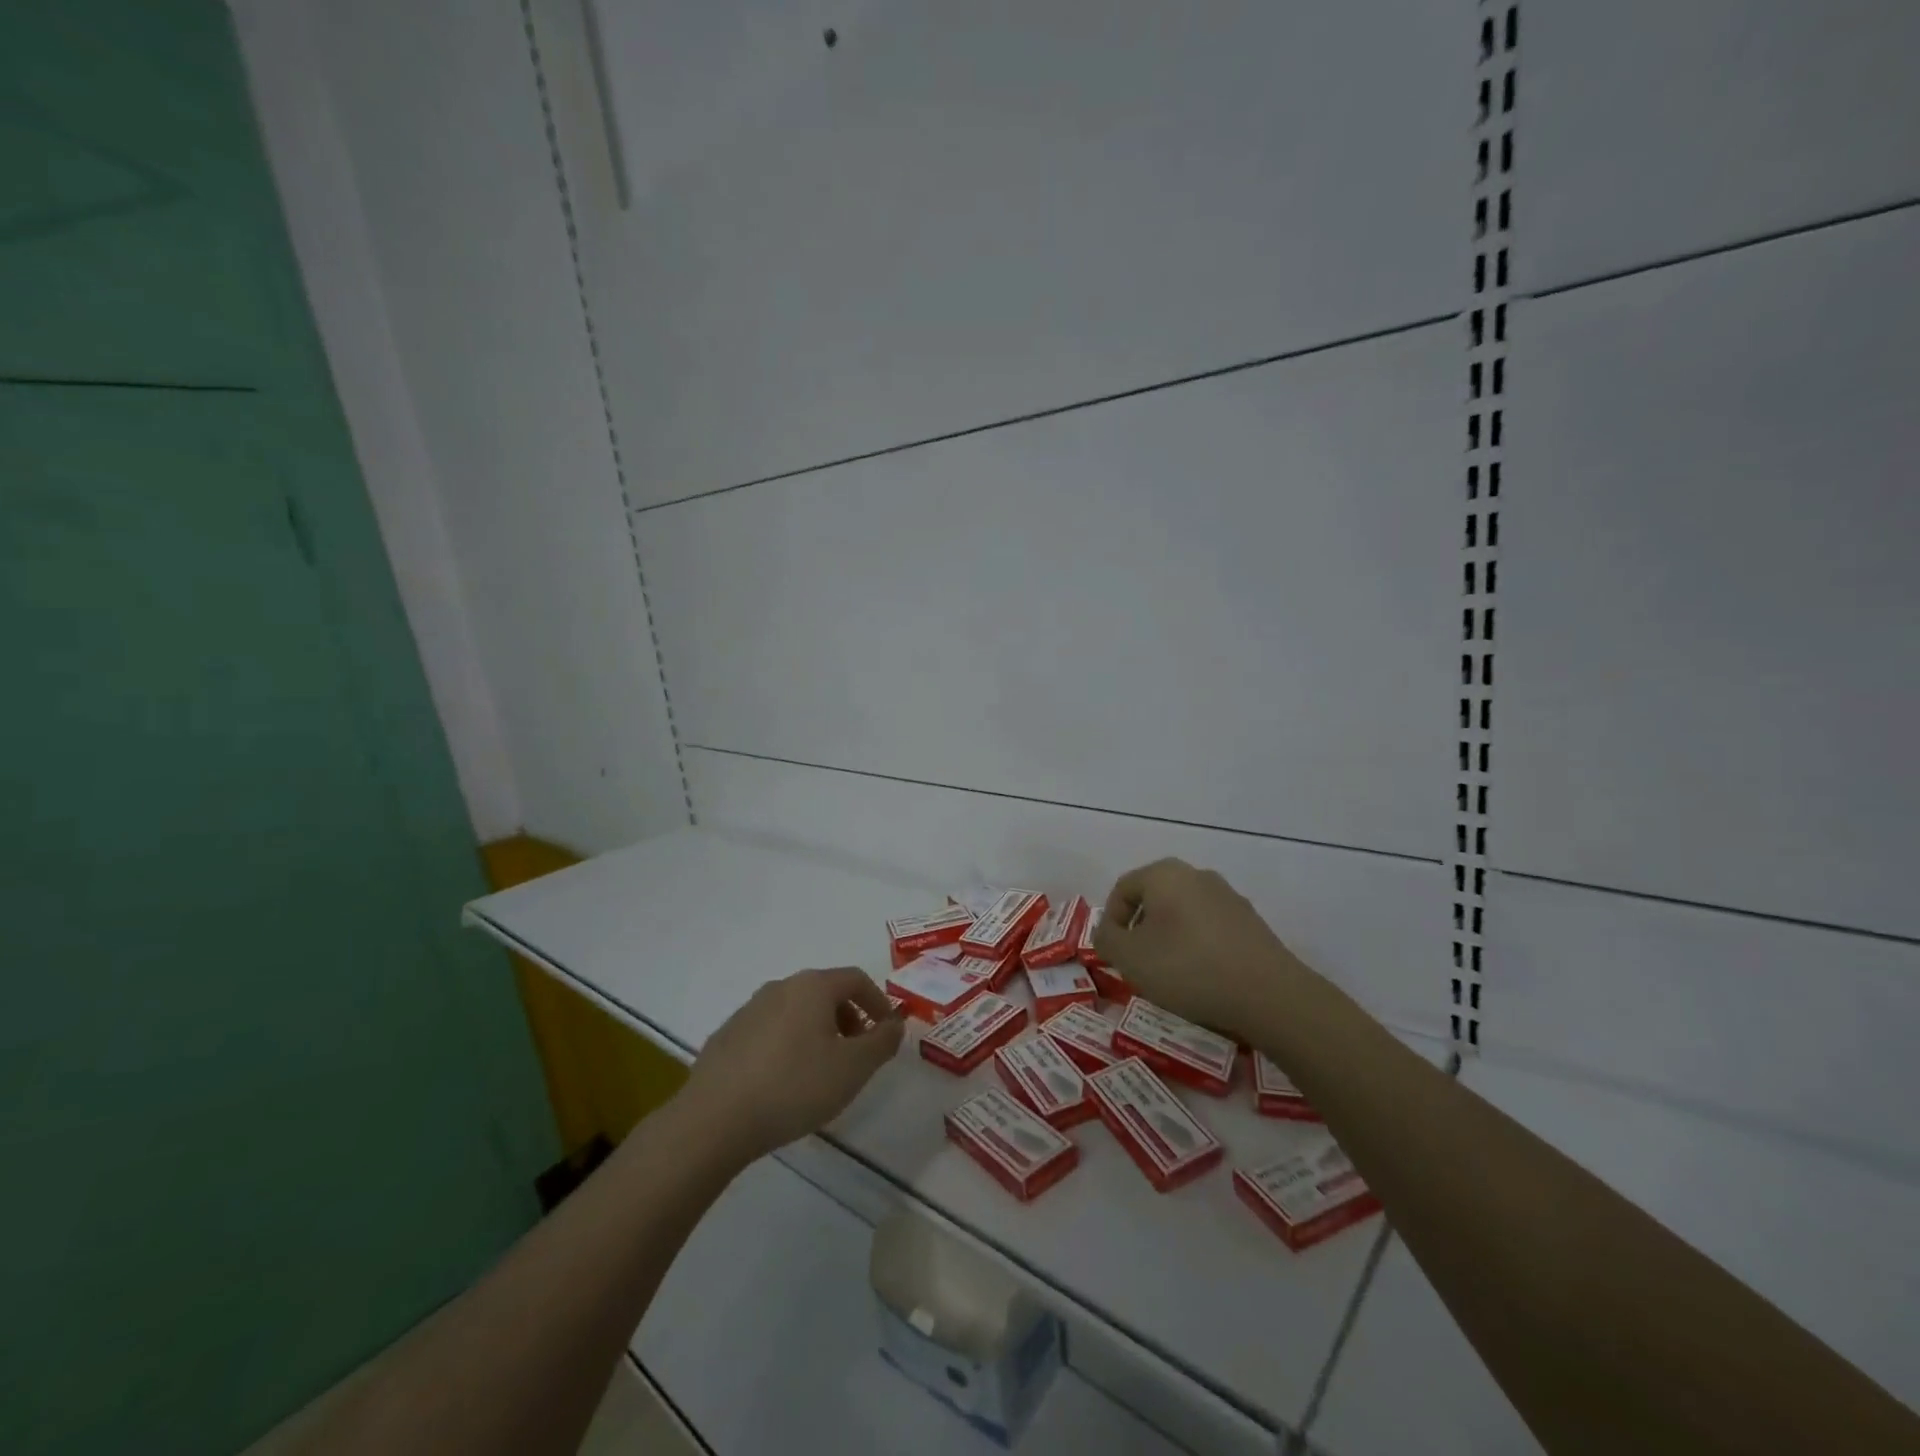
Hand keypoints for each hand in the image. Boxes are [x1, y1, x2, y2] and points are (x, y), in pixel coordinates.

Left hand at [682, 967, 904, 1162]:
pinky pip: (769, 1032)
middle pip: (825, 993)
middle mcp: (780, 987)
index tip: (886, 1033)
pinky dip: (787, 1046)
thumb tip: (895, 1023)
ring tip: (821, 1073)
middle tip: (856, 1055)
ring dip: (817, 1033)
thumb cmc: (794, 1086)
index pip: (855, 979)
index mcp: (812, 986)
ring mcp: (749, 1010)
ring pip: (796, 1012)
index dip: (878, 1002)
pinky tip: (783, 1083)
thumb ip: (882, 1042)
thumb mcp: (853, 1068)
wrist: (714, 1119)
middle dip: (848, 1019)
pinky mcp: (726, 1036)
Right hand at [1094, 859, 1315, 1037]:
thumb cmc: (1188, 968)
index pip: (1123, 888)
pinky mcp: (1252, 923)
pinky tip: (1202, 979)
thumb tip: (1106, 931)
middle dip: (1141, 931)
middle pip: (1154, 899)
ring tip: (1170, 977)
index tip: (1114, 954)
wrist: (1269, 996)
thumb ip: (1106, 939)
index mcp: (1165, 874)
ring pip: (1183, 914)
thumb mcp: (1130, 958)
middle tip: (1138, 964)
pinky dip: (1198, 949)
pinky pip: (1210, 930)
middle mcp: (1197, 875)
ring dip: (1169, 940)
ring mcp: (1229, 897)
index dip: (1111, 921)